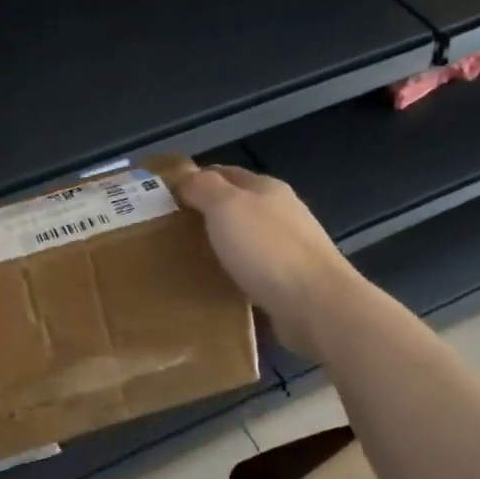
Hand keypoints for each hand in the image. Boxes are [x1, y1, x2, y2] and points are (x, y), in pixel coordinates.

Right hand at [174, 163, 355, 360]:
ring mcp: (288, 249)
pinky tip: (215, 288)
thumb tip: (184, 176)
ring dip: (219, 247)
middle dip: (204, 215)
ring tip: (186, 263)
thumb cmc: (266, 250)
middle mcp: (280, 213)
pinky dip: (233, 275)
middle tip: (167, 233)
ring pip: (244, 240)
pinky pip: (252, 272)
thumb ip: (203, 187)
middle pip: (235, 207)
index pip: (224, 173)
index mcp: (266, 188)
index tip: (164, 197)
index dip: (194, 179)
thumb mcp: (226, 207)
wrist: (316, 305)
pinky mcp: (290, 282)